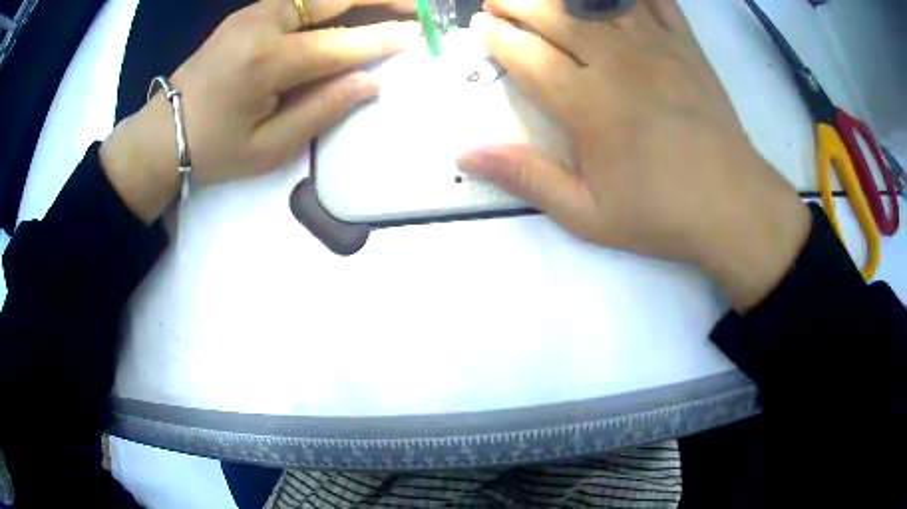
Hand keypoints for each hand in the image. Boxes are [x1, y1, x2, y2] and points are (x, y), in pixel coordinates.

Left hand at [101, 0, 417, 222]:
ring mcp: (252, 12)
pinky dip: (328, 0)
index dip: (382, 38)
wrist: (162, 132)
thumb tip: (369, 83)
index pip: (340, 44)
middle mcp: (263, 24)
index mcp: (267, 62)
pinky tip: (346, 7)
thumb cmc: (213, 149)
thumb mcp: (268, 147)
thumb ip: (321, 111)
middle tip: (416, 5)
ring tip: (388, 3)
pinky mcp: (247, 13)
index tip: (417, 34)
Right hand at [458, 0, 810, 311]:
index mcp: (588, 104)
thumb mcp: (587, 214)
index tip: (480, 27)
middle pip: (555, 16)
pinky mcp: (686, 46)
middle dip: (518, 3)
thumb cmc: (662, 214)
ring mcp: (656, 47)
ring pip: (598, 1)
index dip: (497, 37)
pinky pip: (656, 1)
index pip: (527, 55)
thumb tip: (466, 154)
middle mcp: (617, 62)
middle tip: (498, 0)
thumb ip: (526, 178)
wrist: (734, 206)